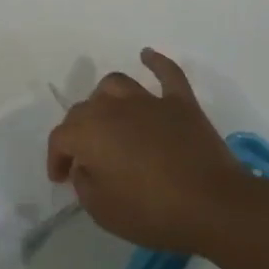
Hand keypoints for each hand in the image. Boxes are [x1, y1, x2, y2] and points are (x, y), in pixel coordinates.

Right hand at [47, 48, 255, 254]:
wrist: (212, 205)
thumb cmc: (151, 212)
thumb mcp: (102, 211)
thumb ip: (84, 184)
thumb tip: (86, 166)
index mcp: (89, 133)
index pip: (60, 138)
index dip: (56, 158)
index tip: (62, 178)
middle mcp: (113, 108)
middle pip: (84, 109)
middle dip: (77, 132)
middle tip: (85, 158)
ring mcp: (149, 101)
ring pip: (116, 85)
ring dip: (105, 98)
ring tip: (108, 116)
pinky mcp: (181, 103)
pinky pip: (167, 73)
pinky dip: (155, 62)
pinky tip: (147, 56)